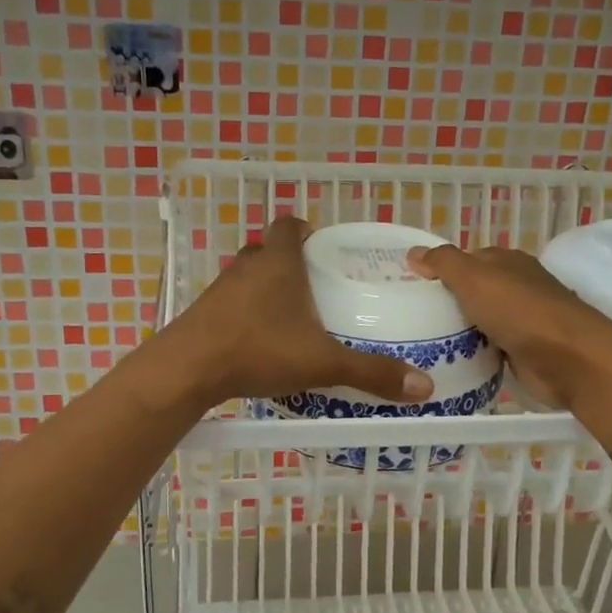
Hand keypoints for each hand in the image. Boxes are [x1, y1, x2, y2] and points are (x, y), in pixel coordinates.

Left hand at [163, 216, 433, 407]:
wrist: (187, 370)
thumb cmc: (259, 350)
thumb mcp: (322, 363)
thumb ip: (371, 373)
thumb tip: (424, 388)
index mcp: (279, 262)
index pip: (290, 225)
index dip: (306, 230)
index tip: (323, 248)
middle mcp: (247, 266)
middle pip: (269, 250)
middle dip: (291, 263)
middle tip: (316, 288)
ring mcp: (220, 289)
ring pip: (248, 277)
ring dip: (266, 289)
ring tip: (291, 318)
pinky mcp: (203, 313)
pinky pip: (231, 303)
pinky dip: (246, 313)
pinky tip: (260, 342)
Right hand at [406, 243, 611, 409]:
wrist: (568, 359)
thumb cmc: (519, 311)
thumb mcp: (474, 278)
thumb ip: (443, 263)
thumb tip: (413, 253)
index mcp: (507, 262)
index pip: (466, 259)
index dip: (439, 270)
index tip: (410, 288)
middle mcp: (516, 286)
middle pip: (472, 291)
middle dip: (446, 302)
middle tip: (408, 318)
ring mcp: (522, 320)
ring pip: (479, 321)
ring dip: (458, 331)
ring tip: (419, 343)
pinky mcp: (523, 351)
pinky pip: (489, 348)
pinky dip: (473, 353)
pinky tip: (450, 361)